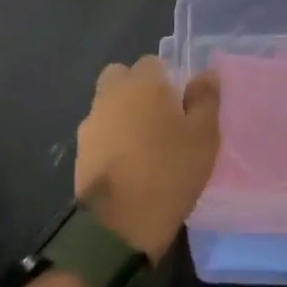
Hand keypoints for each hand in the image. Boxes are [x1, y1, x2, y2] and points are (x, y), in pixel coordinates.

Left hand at [74, 56, 221, 259]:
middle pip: (121, 77)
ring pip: (108, 106)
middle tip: (160, 117)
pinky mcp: (80, 152)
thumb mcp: (204, 135)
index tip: (180, 102)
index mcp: (142, 84)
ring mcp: (91, 124)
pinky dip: (112, 141)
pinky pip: (100, 134)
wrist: (119, 224)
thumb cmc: (169, 171)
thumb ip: (205, 99)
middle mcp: (111, 95)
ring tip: (145, 146)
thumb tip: (206, 74)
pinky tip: (129, 165)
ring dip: (123, 115)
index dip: (167, 78)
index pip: (152, 62)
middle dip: (137, 90)